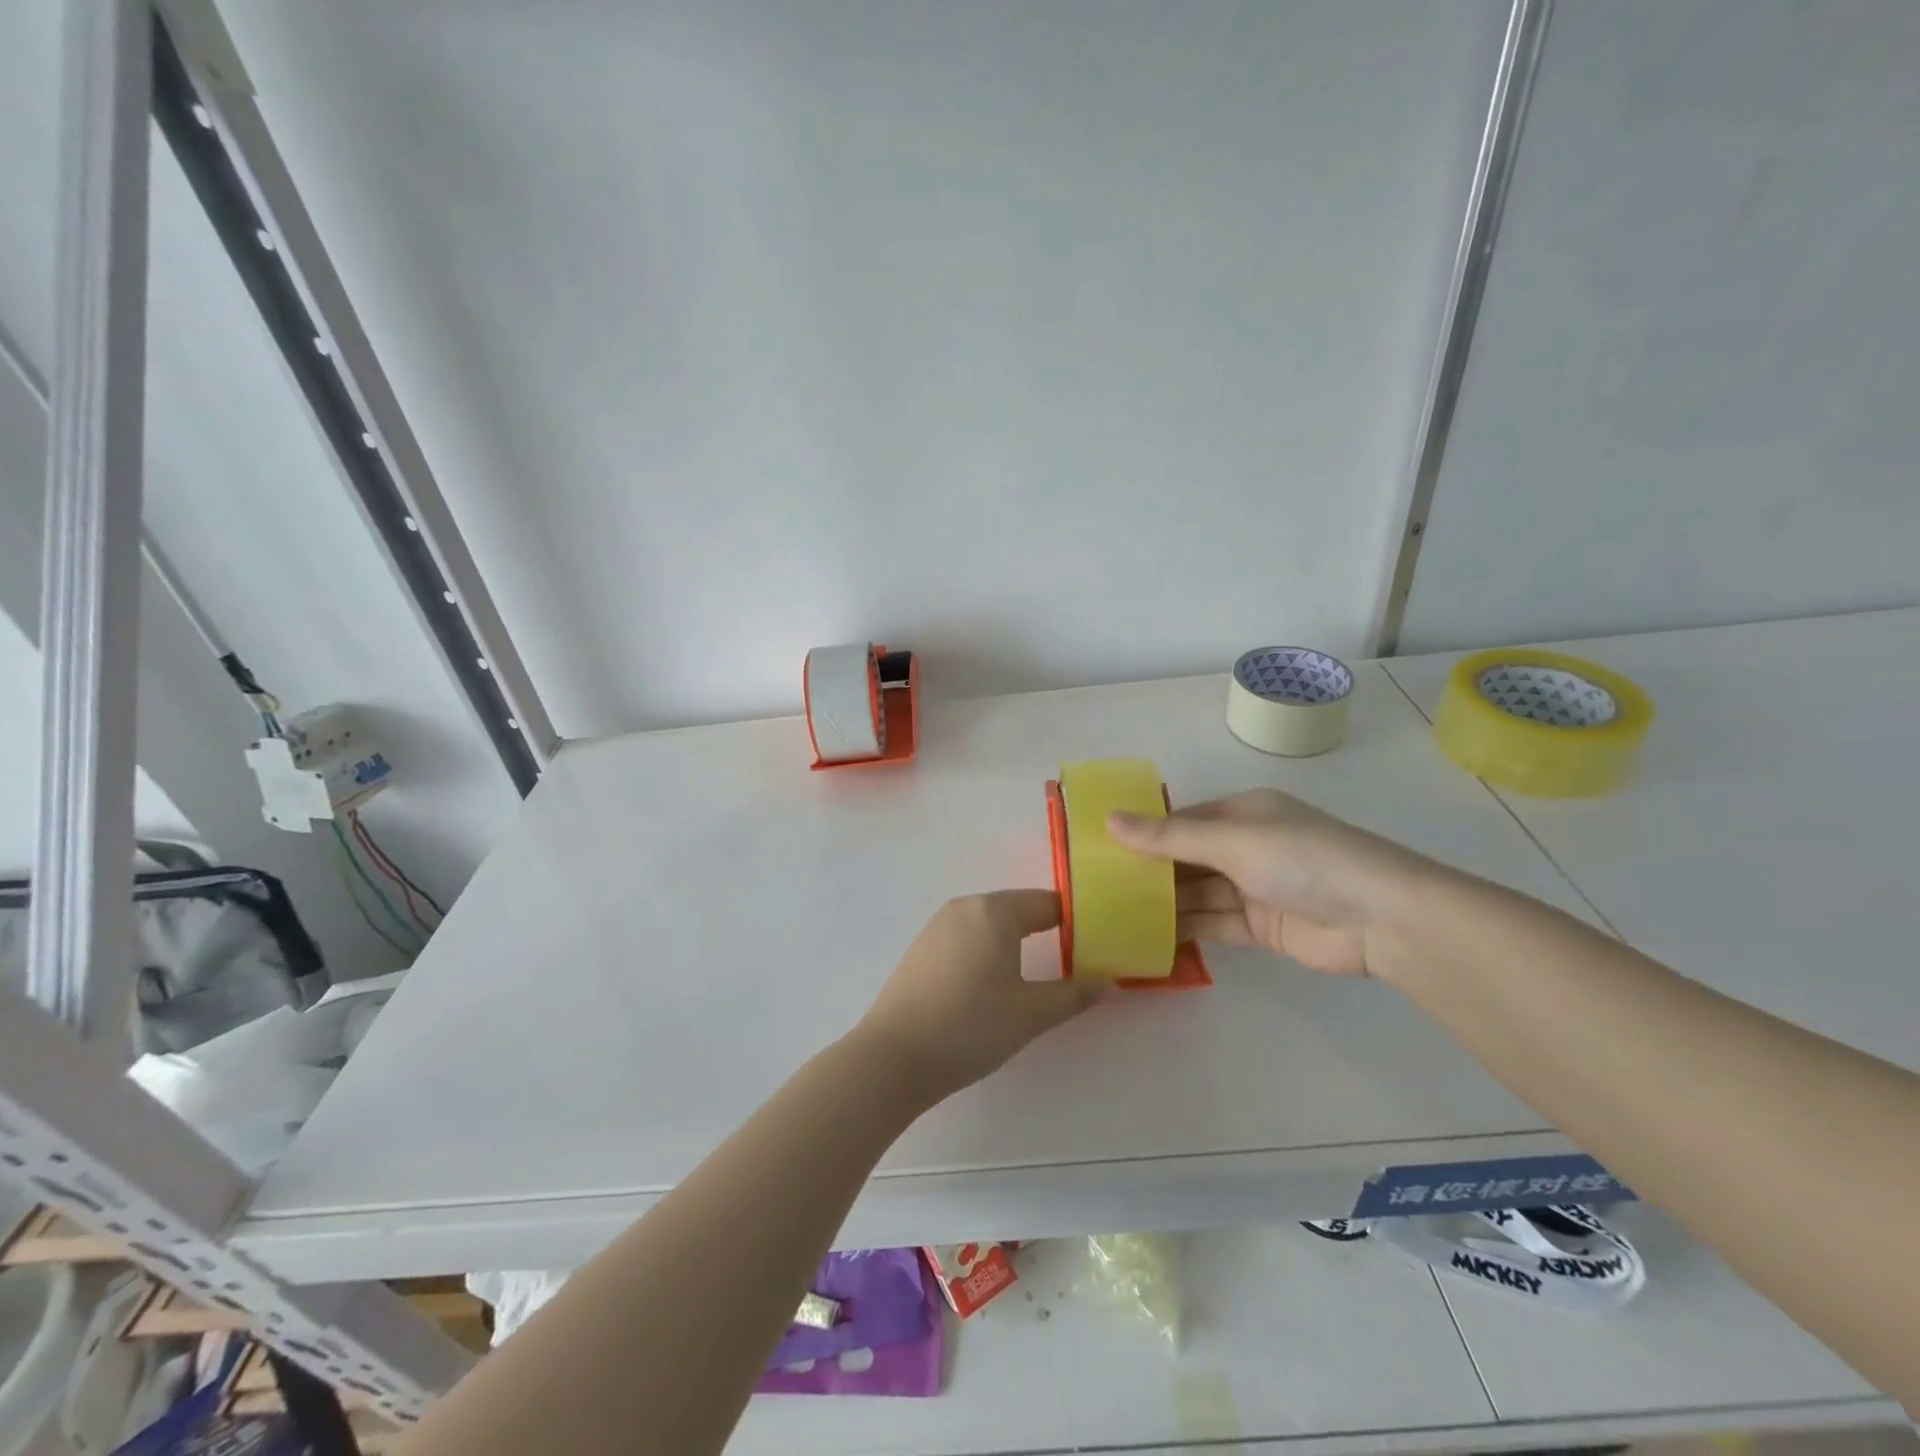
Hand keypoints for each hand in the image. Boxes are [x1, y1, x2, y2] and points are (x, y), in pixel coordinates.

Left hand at [855, 891, 1105, 1102]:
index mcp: (995, 911)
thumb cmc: (971, 1027)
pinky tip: (992, 982)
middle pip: (1017, 908)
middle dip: (1046, 929)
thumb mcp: (1031, 1014)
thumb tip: (1111, 983)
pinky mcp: (921, 948)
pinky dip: (987, 949)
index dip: (1075, 921)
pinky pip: (966, 937)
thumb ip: (1074, 995)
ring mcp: (937, 925)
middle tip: (1073, 960)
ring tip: (1036, 972)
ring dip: (1015, 940)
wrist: (894, 1056)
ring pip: (989, 922)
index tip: (1096, 943)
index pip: (1047, 903)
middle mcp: (965, 906)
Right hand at [1107, 789, 1428, 977]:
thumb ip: (1170, 837)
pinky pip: (1214, 925)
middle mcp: (1247, 847)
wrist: (1381, 918)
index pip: (1183, 820)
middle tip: (1098, 887)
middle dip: (1149, 871)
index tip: (1100, 847)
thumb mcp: (1232, 840)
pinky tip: (1149, 939)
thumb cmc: (1303, 859)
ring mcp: (1255, 889)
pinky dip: (1186, 931)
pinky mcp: (1262, 928)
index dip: (1144, 832)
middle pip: (1187, 858)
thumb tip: (1109, 820)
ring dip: (1164, 904)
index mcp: (1243, 814)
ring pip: (1197, 894)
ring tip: (1113, 914)